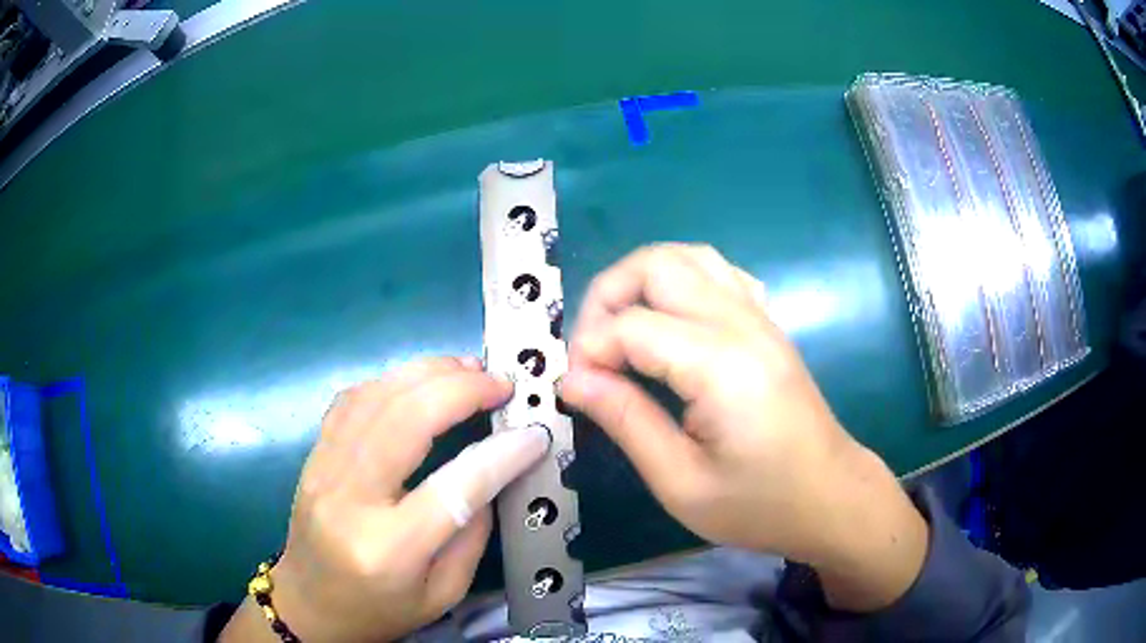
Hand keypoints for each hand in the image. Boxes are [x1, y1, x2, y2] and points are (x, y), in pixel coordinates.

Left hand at [222, 357, 549, 641]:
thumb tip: (492, 472)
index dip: (501, 455)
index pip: (454, 487)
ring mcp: (322, 470)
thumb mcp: (442, 593)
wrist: (309, 607)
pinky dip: (390, 381)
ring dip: (426, 373)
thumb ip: (471, 534)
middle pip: (405, 420)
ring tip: (467, 369)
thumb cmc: (379, 611)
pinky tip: (417, 382)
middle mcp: (349, 499)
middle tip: (499, 383)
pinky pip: (350, 401)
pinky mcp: (312, 456)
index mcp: (389, 548)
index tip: (534, 434)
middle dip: (460, 390)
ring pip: (374, 398)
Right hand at [559, 244, 927, 610]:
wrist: (831, 497)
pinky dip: (680, 282)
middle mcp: (742, 324)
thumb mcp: (681, 483)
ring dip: (641, 282)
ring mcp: (760, 317)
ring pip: (688, 257)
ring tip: (621, 332)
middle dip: (607, 296)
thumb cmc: (760, 505)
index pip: (633, 326)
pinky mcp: (767, 324)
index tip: (574, 389)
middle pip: (658, 264)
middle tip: (592, 352)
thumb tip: (573, 380)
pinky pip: (718, 273)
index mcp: (722, 366)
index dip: (589, 350)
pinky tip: (670, 324)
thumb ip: (626, 421)